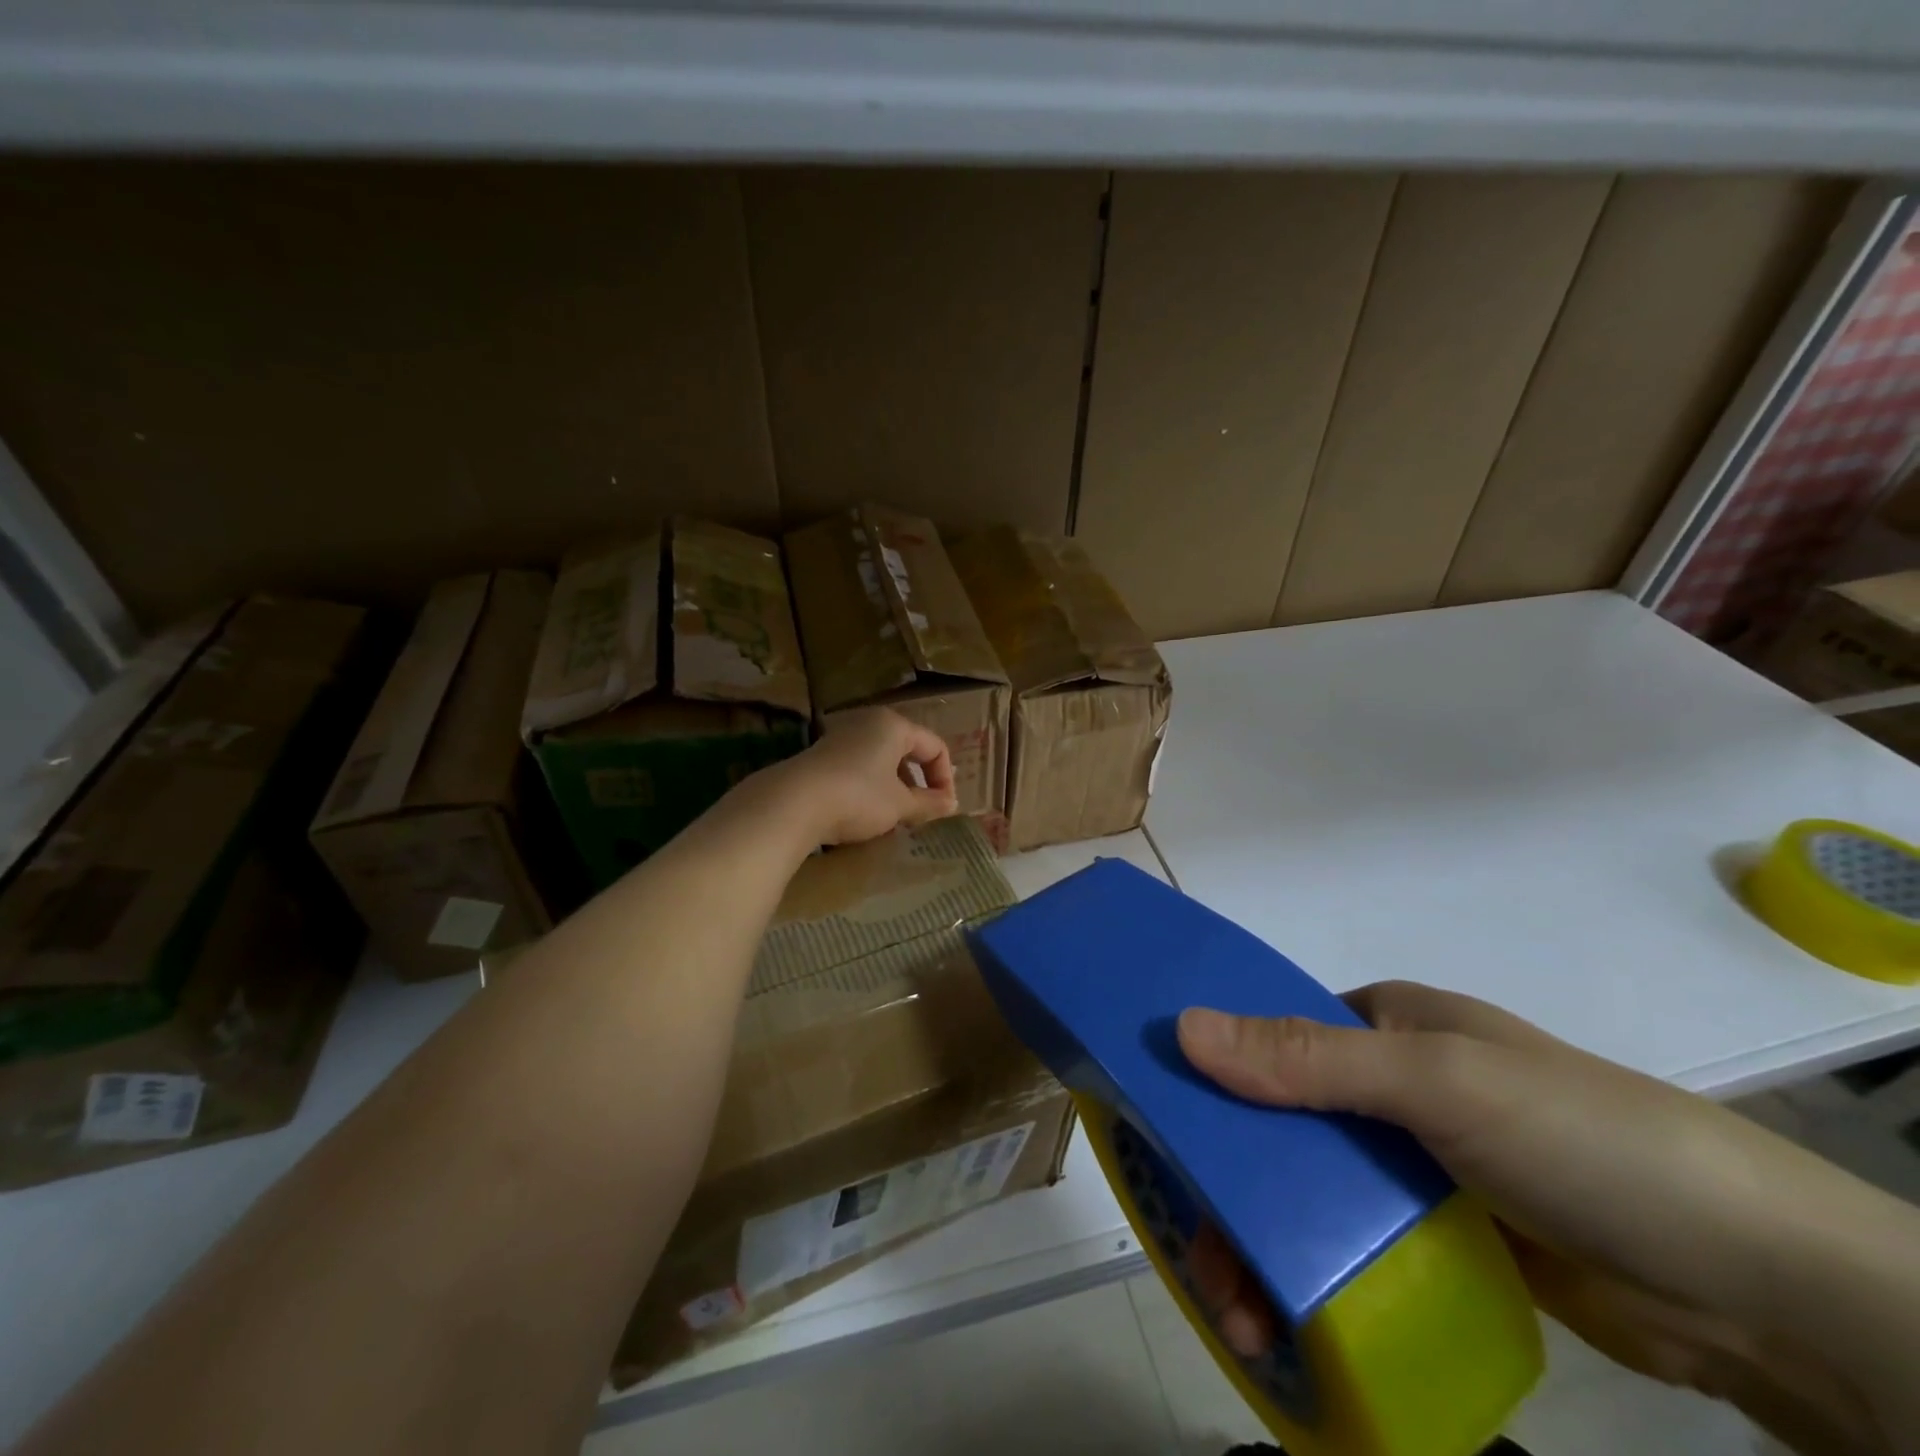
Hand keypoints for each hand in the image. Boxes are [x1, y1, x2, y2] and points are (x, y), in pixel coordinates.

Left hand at [763, 708, 957, 846]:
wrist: (793, 804)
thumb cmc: (858, 797)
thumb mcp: (900, 805)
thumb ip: (929, 803)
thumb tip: (951, 804)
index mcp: (894, 726)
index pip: (935, 746)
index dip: (945, 779)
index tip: (944, 808)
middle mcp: (868, 723)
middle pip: (907, 751)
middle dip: (919, 784)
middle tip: (921, 813)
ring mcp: (842, 738)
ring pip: (882, 761)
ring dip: (895, 788)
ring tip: (894, 817)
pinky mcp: (822, 756)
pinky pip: (859, 768)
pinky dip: (871, 788)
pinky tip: (864, 814)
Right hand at [1175, 983, 1910, 1455]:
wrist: (1760, 1286)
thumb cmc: (1578, 1138)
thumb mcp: (1435, 1081)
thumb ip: (1308, 1059)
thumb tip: (1183, 1026)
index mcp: (1383, 1024)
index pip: (1271, 1033)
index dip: (1212, 1071)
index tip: (1159, 1127)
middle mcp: (1390, 1084)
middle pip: (1280, 1121)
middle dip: (1231, 1182)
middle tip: (1198, 1249)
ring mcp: (1416, 1162)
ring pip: (1310, 1189)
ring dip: (1265, 1242)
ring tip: (1238, 1311)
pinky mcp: (1442, 1233)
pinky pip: (1352, 1242)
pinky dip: (1312, 1274)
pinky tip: (1283, 1321)